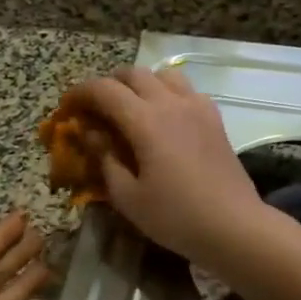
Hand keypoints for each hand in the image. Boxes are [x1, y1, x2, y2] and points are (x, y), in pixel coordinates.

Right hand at [68, 66, 266, 270]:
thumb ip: (105, 159)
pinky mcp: (214, 119)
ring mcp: (198, 107)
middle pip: (133, 74)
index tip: (67, 108)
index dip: (80, 93)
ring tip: (130, 108)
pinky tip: (164, 119)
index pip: (104, 90)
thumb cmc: (176, 217)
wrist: (234, 225)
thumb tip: (91, 133)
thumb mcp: (128, 196)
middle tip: (95, 108)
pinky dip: (167, 93)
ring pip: (163, 75)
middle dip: (108, 85)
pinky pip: (186, 90)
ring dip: (140, 84)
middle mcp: (172, 103)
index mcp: (146, 121)